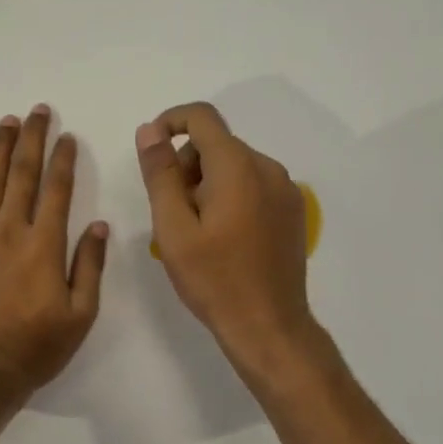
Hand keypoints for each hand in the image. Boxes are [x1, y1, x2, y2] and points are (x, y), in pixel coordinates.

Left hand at [0, 106, 108, 397]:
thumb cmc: (36, 348)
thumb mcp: (81, 314)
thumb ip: (89, 266)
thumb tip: (99, 224)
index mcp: (44, 245)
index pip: (58, 190)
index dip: (64, 160)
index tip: (68, 136)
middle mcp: (10, 232)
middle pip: (23, 175)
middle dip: (32, 139)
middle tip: (38, 111)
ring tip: (6, 122)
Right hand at [136, 102, 313, 365]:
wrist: (268, 326)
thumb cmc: (214, 280)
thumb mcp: (173, 228)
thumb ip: (160, 174)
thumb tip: (150, 130)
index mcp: (238, 167)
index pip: (202, 117)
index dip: (170, 122)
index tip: (151, 153)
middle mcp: (267, 168)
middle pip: (217, 144)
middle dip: (187, 166)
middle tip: (172, 213)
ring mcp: (285, 190)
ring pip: (235, 165)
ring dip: (207, 183)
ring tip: (197, 231)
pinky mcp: (292, 210)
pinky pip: (253, 185)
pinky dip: (231, 196)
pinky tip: (223, 238)